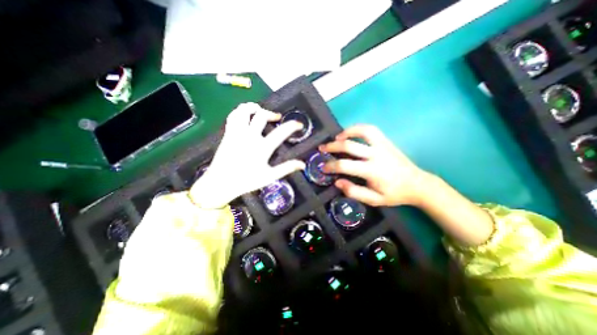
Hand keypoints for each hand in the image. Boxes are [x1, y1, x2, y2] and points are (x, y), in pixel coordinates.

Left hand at [190, 102, 305, 207]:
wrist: (220, 183)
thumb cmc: (246, 181)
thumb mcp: (269, 176)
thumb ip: (286, 168)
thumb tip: (302, 164)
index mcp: (262, 148)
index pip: (281, 132)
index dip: (292, 126)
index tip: (299, 124)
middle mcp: (249, 136)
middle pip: (261, 116)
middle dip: (272, 113)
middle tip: (277, 118)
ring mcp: (237, 133)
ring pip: (244, 111)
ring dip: (254, 107)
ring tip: (260, 110)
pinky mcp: (228, 133)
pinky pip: (233, 116)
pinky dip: (240, 111)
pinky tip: (244, 115)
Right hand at [320, 125, 431, 206]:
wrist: (417, 184)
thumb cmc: (394, 194)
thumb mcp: (374, 200)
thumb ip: (354, 192)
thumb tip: (337, 182)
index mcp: (372, 171)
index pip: (345, 165)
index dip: (331, 166)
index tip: (323, 168)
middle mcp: (376, 155)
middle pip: (349, 146)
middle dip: (332, 147)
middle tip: (322, 148)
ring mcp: (382, 145)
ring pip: (362, 131)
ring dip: (346, 132)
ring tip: (336, 138)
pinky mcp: (386, 142)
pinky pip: (371, 130)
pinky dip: (358, 129)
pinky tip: (351, 134)